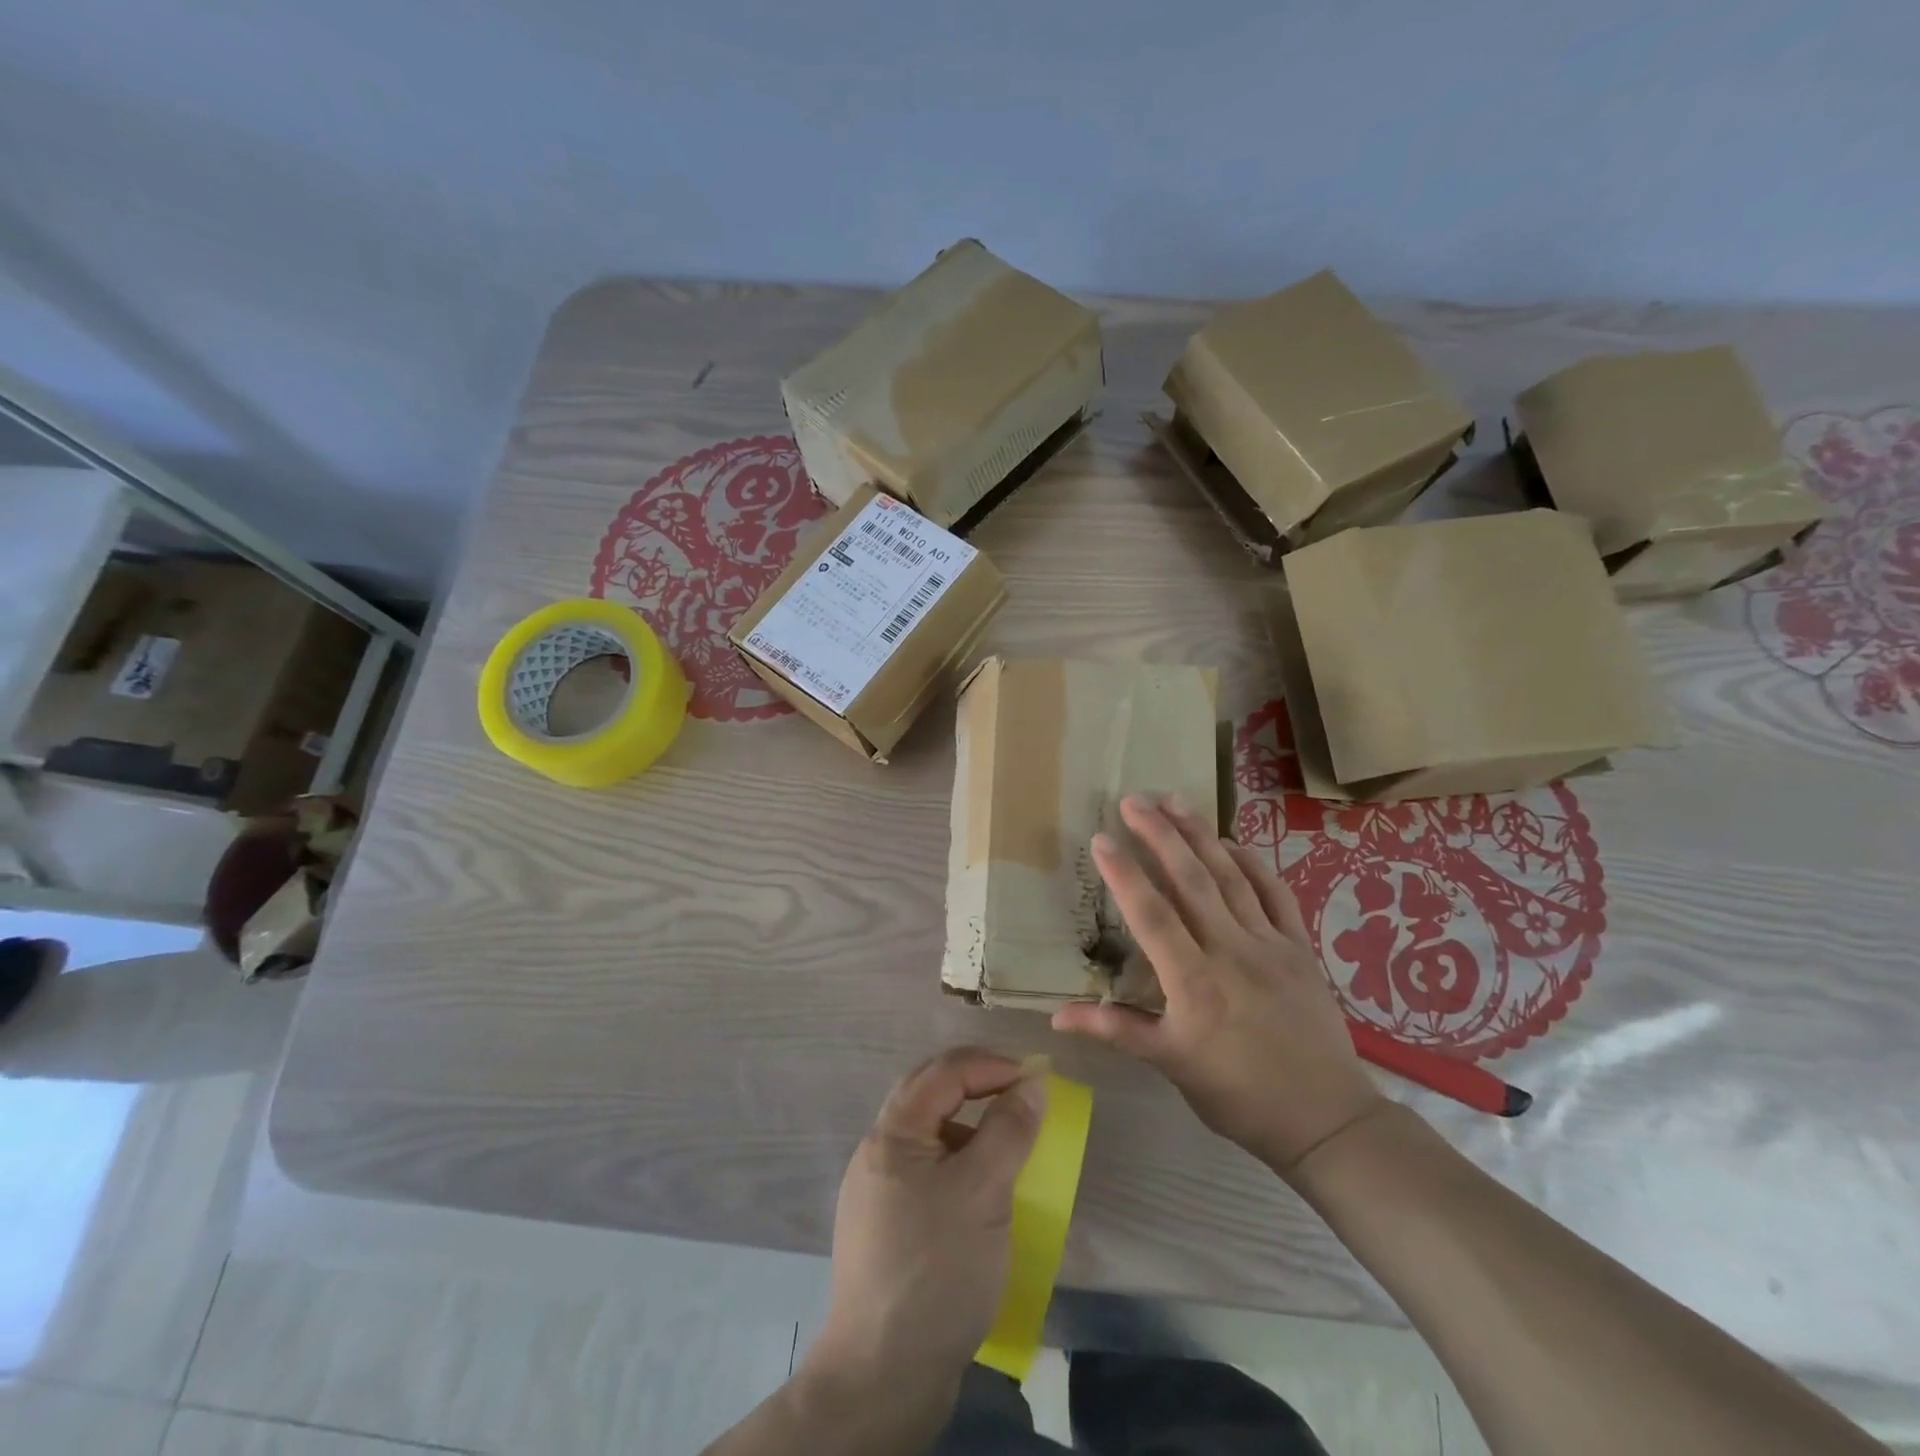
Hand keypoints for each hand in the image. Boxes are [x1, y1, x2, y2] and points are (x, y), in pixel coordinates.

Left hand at [807, 1047, 1045, 1401]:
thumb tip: (1031, 1083)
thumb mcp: (983, 1192)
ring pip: (927, 1134)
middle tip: (1019, 1092)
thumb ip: (1008, 1130)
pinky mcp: (886, 1227)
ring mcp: (877, 1191)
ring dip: (967, 1124)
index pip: (944, 1072)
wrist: (882, 1376)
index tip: (1034, 1079)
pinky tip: (980, 1189)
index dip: (990, 1065)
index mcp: (893, 1133)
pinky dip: (958, 1162)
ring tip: (1005, 1140)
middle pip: (929, 1094)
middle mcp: (877, 1152)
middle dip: (976, 1083)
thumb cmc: (937, 1269)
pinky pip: (925, 1171)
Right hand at [1053, 795, 1386, 1175]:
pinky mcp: (1300, 948)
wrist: (1325, 1120)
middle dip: (1160, 835)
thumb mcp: (1171, 1065)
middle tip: (1134, 800)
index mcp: (1193, 983)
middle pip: (1191, 881)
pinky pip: (1275, 894)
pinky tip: (1232, 842)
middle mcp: (1230, 951)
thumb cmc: (1238, 1095)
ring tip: (1175, 801)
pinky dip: (1253, 863)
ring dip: (1200, 836)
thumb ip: (1116, 1030)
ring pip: (1231, 877)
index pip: (1151, 915)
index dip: (1124, 874)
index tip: (1101, 838)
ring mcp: (1270, 944)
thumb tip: (1055, 1016)